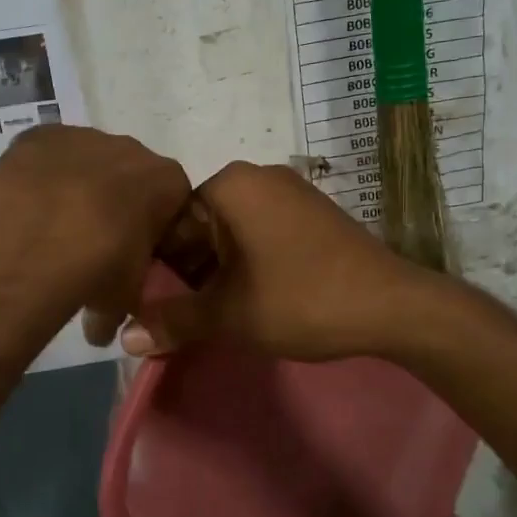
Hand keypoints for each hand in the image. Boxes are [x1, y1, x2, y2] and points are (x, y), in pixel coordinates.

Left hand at [0, 125, 191, 340]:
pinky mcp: (40, 136)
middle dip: (115, 205)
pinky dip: (39, 177)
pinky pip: (45, 156)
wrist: (40, 236)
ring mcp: (84, 137)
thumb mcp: (124, 296)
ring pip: (86, 163)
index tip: (136, 255)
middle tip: (93, 244)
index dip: (155, 230)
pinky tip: (26, 208)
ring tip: (51, 229)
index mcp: (168, 182)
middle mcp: (132, 149)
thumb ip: (121, 307)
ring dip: (76, 189)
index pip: (174, 203)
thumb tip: (101, 332)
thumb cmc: (102, 266)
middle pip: (129, 177)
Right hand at [121, 161, 436, 360]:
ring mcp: (289, 191)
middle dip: (186, 269)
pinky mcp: (311, 212)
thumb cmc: (301, 299)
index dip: (155, 264)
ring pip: (229, 230)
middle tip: (178, 314)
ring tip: (210, 312)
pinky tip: (247, 297)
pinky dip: (245, 262)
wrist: (392, 306)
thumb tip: (124, 340)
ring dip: (215, 269)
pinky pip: (260, 232)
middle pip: (199, 223)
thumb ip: (173, 322)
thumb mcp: (229, 314)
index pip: (169, 218)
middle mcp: (257, 176)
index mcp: (229, 184)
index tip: (151, 303)